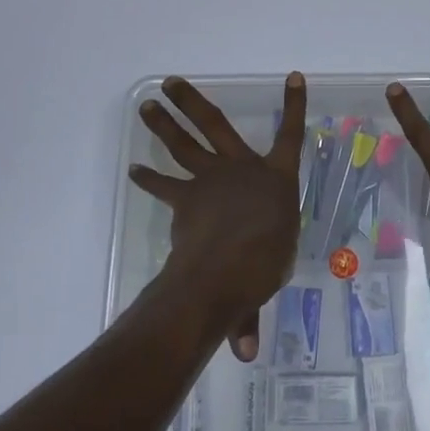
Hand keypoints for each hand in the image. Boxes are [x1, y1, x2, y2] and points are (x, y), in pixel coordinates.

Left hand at [128, 72, 305, 360]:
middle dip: (194, 102)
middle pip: (215, 125)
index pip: (292, 135)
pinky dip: (149, 177)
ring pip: (184, 144)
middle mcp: (243, 168)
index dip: (295, 106)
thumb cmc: (265, 264)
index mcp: (276, 178)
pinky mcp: (185, 197)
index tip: (294, 77)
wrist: (225, 267)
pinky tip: (134, 169)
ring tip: (147, 104)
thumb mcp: (268, 278)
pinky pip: (165, 184)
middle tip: (172, 80)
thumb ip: (250, 307)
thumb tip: (244, 353)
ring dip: (164, 123)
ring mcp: (211, 179)